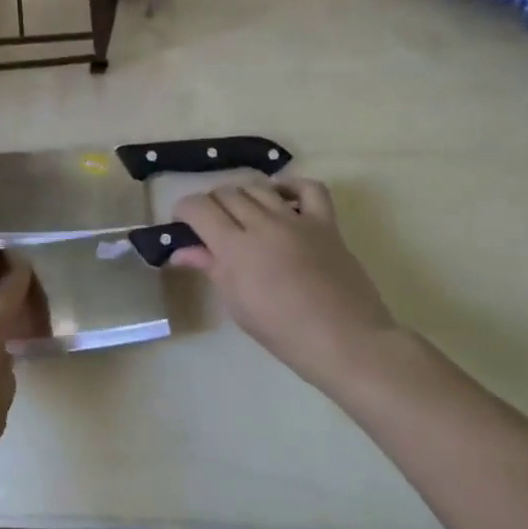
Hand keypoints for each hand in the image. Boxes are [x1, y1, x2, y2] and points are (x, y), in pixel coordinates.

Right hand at [171, 178, 396, 390]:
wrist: (346, 341)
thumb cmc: (283, 332)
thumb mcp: (237, 303)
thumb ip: (210, 267)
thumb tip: (181, 251)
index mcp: (235, 247)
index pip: (199, 207)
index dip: (185, 210)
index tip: (183, 223)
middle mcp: (262, 224)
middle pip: (226, 193)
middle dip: (212, 204)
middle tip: (212, 225)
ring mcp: (297, 220)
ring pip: (259, 187)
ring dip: (244, 196)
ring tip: (244, 215)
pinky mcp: (325, 222)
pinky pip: (308, 188)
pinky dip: (291, 186)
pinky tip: (282, 198)